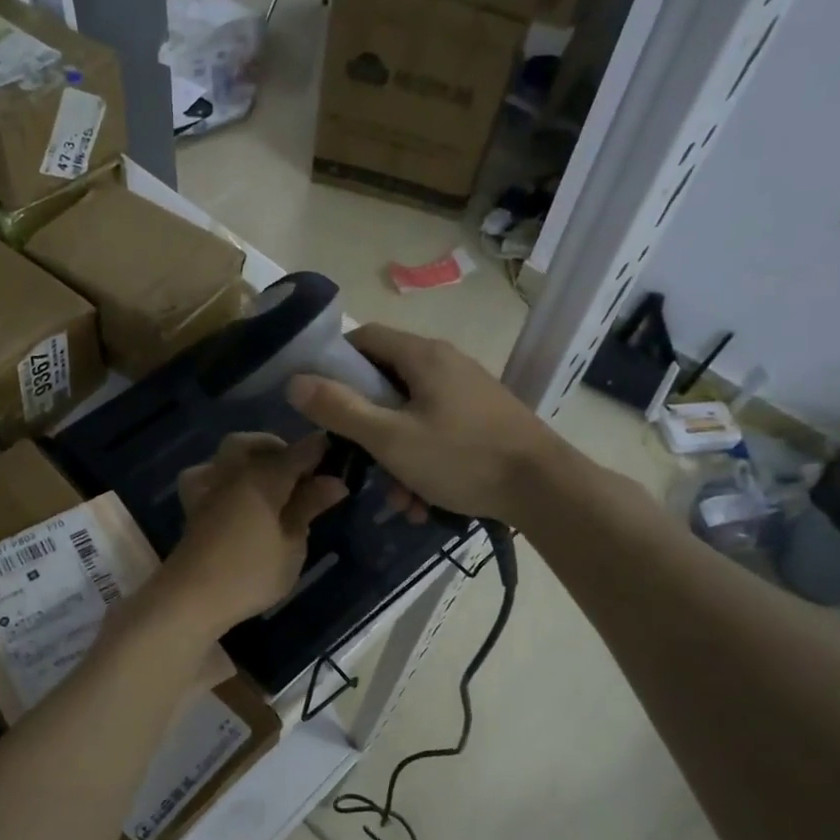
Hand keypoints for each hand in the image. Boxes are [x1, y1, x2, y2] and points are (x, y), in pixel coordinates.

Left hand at [160, 433, 347, 636]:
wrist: (192, 597)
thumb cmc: (252, 573)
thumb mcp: (292, 544)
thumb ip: (308, 507)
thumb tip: (334, 481)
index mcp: (263, 477)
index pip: (297, 452)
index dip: (318, 450)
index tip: (336, 452)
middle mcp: (233, 472)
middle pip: (254, 444)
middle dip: (278, 449)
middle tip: (300, 472)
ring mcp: (209, 487)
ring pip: (227, 454)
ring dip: (249, 458)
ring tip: (269, 481)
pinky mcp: (193, 506)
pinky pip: (208, 475)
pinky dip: (223, 476)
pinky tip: (234, 495)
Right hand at [287, 325, 559, 522]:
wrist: (545, 489)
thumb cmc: (461, 457)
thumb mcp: (390, 438)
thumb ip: (340, 409)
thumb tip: (294, 381)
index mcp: (423, 356)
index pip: (364, 338)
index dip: (334, 364)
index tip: (319, 400)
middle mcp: (446, 364)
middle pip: (386, 381)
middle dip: (366, 425)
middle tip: (354, 458)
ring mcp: (468, 392)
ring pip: (411, 415)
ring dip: (394, 455)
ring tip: (396, 499)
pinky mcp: (483, 419)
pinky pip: (437, 432)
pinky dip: (422, 461)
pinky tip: (422, 501)